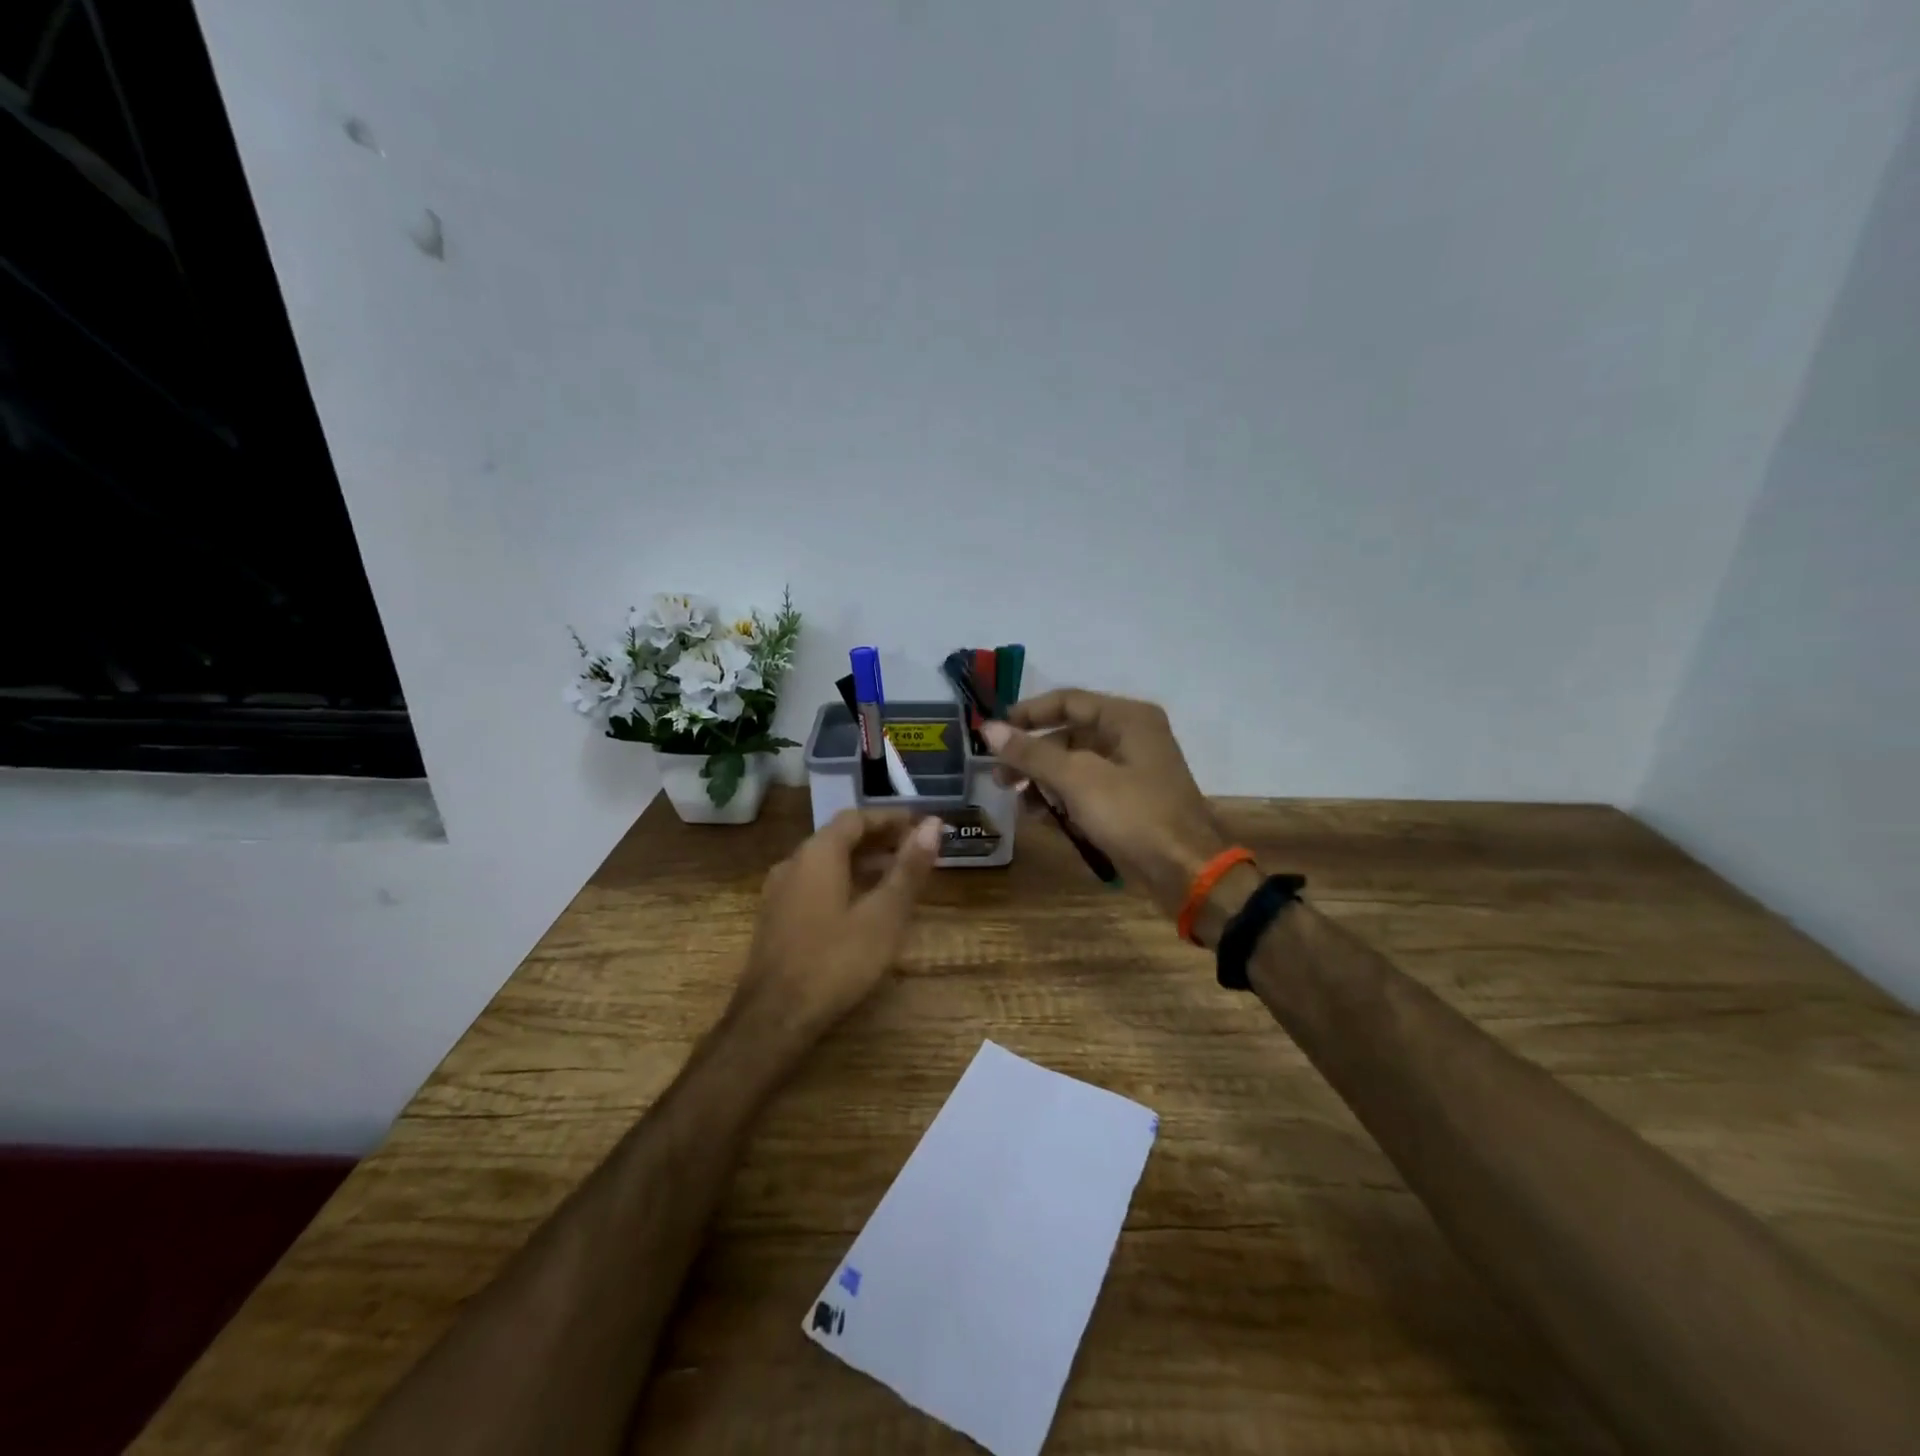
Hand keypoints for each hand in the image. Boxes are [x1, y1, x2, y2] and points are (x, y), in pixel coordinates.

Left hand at [730, 809, 942, 1043]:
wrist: (774, 1018)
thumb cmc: (836, 961)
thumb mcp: (884, 915)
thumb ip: (908, 868)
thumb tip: (933, 824)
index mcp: (817, 854)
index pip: (856, 818)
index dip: (890, 818)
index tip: (920, 823)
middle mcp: (793, 863)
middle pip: (839, 838)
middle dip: (878, 839)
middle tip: (914, 848)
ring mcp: (779, 892)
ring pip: (825, 863)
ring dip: (861, 862)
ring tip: (896, 875)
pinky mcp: (776, 919)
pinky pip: (814, 884)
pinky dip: (843, 882)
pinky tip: (862, 906)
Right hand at [982, 690, 1229, 920]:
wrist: (1186, 873)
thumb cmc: (1134, 816)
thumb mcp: (1078, 780)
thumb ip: (1033, 753)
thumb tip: (990, 729)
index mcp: (1127, 719)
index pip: (1067, 701)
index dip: (1028, 714)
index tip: (992, 732)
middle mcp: (1131, 737)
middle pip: (1069, 734)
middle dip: (1031, 754)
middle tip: (998, 775)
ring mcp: (1131, 772)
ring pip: (1074, 765)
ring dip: (1042, 779)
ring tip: (1015, 799)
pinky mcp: (1128, 803)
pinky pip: (1086, 791)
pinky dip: (1061, 799)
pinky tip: (1039, 816)